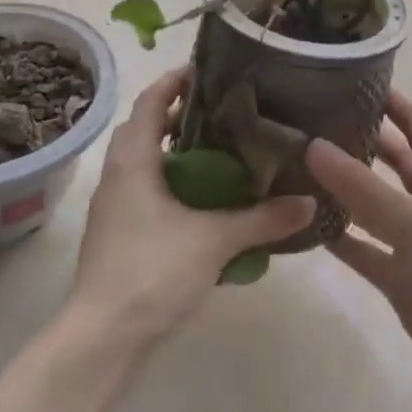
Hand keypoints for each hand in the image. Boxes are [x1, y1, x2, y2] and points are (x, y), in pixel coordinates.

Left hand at [70, 67, 315, 347]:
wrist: (101, 340)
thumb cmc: (151, 272)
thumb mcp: (215, 240)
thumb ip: (263, 219)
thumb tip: (310, 202)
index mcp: (133, 161)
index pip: (149, 101)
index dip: (174, 81)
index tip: (208, 70)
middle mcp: (119, 176)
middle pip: (146, 128)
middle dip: (181, 116)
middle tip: (225, 112)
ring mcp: (116, 208)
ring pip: (147, 163)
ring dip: (178, 152)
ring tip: (223, 152)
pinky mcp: (120, 235)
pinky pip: (149, 192)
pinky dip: (176, 185)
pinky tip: (208, 203)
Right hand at [307, 93, 411, 409]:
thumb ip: (363, 187)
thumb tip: (313, 145)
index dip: (392, 101)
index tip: (352, 79)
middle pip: (393, 161)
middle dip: (360, 141)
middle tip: (313, 121)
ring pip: (373, 204)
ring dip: (344, 188)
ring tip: (300, 165)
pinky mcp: (399, 276)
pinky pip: (364, 247)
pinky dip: (340, 237)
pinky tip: (306, 224)